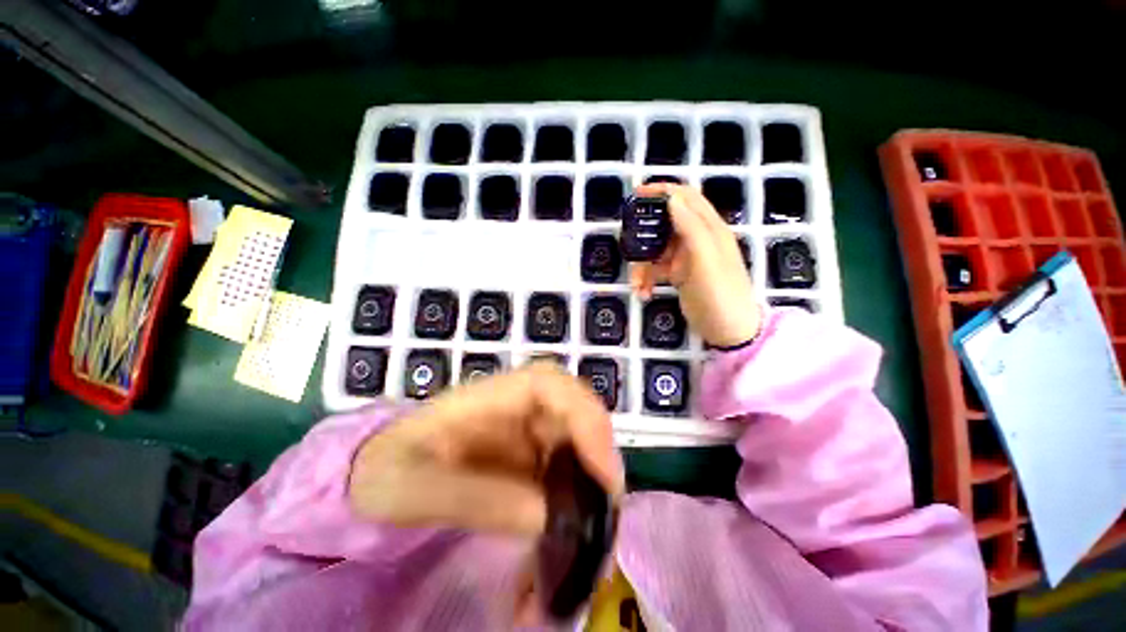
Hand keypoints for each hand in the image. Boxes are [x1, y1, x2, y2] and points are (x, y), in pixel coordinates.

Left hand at [349, 363, 624, 535]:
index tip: (602, 471)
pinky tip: (572, 530)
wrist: (374, 479)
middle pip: (574, 410)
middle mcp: (517, 406)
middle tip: (607, 512)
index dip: (584, 416)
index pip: (550, 384)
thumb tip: (549, 516)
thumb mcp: (411, 488)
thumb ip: (475, 498)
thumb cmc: (385, 472)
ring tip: (594, 531)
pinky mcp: (528, 456)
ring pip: (577, 440)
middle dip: (599, 454)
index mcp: (490, 397)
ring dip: (592, 479)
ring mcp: (526, 430)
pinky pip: (565, 466)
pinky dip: (577, 494)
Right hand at [629, 184, 760, 347]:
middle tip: (627, 240)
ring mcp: (687, 258)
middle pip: (665, 223)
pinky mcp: (679, 274)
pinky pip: (656, 269)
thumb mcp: (706, 260)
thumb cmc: (720, 295)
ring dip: (642, 265)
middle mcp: (698, 238)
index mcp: (709, 229)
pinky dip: (647, 279)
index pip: (686, 198)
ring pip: (656, 249)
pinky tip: (644, 293)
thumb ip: (691, 228)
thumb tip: (672, 199)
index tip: (636, 194)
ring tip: (636, 284)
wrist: (729, 331)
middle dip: (645, 234)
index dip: (662, 191)